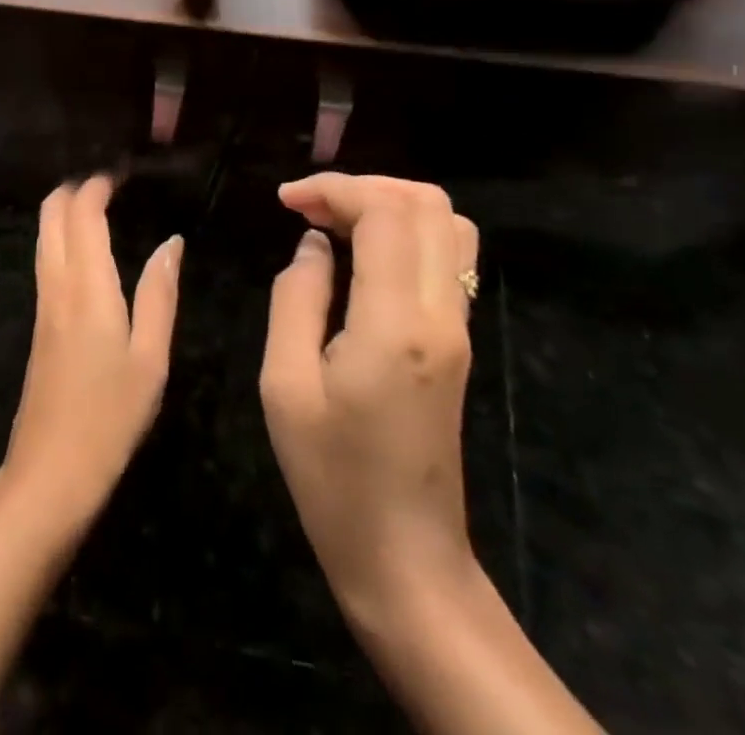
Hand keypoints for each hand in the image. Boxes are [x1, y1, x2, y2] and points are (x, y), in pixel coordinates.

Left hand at [0, 177, 181, 533]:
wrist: (49, 472)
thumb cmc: (110, 415)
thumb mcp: (151, 357)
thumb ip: (160, 294)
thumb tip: (171, 243)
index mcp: (87, 286)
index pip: (82, 213)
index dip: (98, 185)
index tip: (121, 172)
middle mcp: (57, 284)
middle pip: (51, 215)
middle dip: (74, 189)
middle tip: (108, 182)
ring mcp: (42, 304)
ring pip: (43, 236)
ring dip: (64, 211)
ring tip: (98, 204)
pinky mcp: (38, 324)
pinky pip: (45, 260)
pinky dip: (61, 236)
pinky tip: (83, 248)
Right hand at [259, 173, 480, 630]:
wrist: (405, 558)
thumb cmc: (331, 476)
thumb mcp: (284, 384)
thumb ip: (296, 297)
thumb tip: (315, 244)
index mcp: (395, 324)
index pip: (386, 212)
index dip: (335, 188)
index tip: (287, 202)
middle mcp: (441, 313)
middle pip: (429, 204)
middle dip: (365, 187)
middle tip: (311, 208)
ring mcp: (459, 327)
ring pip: (449, 225)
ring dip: (392, 205)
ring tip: (337, 222)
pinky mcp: (459, 341)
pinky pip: (449, 257)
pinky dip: (408, 232)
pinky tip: (363, 253)